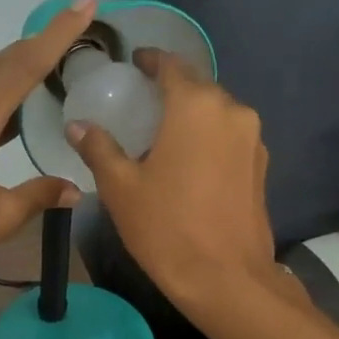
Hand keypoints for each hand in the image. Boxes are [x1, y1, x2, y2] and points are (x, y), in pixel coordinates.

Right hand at [68, 50, 276, 318]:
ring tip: (163, 134)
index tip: (133, 63)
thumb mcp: (121, 187)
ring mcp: (253, 139)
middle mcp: (231, 111)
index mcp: (195, 106)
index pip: (171, 66)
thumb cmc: (166, 227)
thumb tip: (77, 125)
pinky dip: (208, 138)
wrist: (225, 278)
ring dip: (191, 115)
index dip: (150, 60)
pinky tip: (188, 160)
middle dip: (170, 89)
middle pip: (197, 86)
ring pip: (216, 112)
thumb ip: (99, 148)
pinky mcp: (261, 166)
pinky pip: (229, 137)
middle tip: (141, 103)